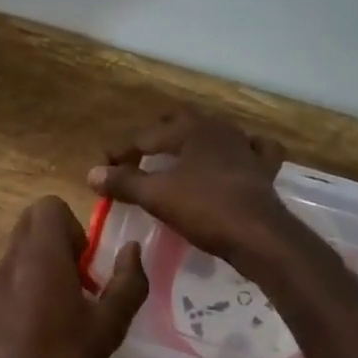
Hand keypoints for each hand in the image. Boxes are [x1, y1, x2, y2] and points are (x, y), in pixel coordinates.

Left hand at [0, 197, 147, 357]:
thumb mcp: (110, 324)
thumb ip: (128, 281)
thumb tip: (131, 250)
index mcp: (40, 255)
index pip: (48, 205)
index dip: (74, 226)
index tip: (87, 263)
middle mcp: (12, 260)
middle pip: (32, 222)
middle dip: (60, 240)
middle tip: (81, 279)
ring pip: (21, 249)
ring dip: (46, 262)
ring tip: (68, 305)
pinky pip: (12, 275)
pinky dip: (31, 283)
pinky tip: (47, 325)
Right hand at [87, 109, 292, 262]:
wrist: (259, 235)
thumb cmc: (204, 209)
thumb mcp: (156, 196)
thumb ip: (124, 182)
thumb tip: (93, 173)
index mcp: (191, 129)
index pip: (145, 135)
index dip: (121, 151)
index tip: (102, 168)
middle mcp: (219, 129)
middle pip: (180, 123)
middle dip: (156, 136)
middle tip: (137, 157)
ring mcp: (245, 147)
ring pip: (214, 133)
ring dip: (193, 142)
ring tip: (178, 159)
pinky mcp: (264, 170)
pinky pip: (253, 151)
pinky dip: (241, 152)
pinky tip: (236, 160)